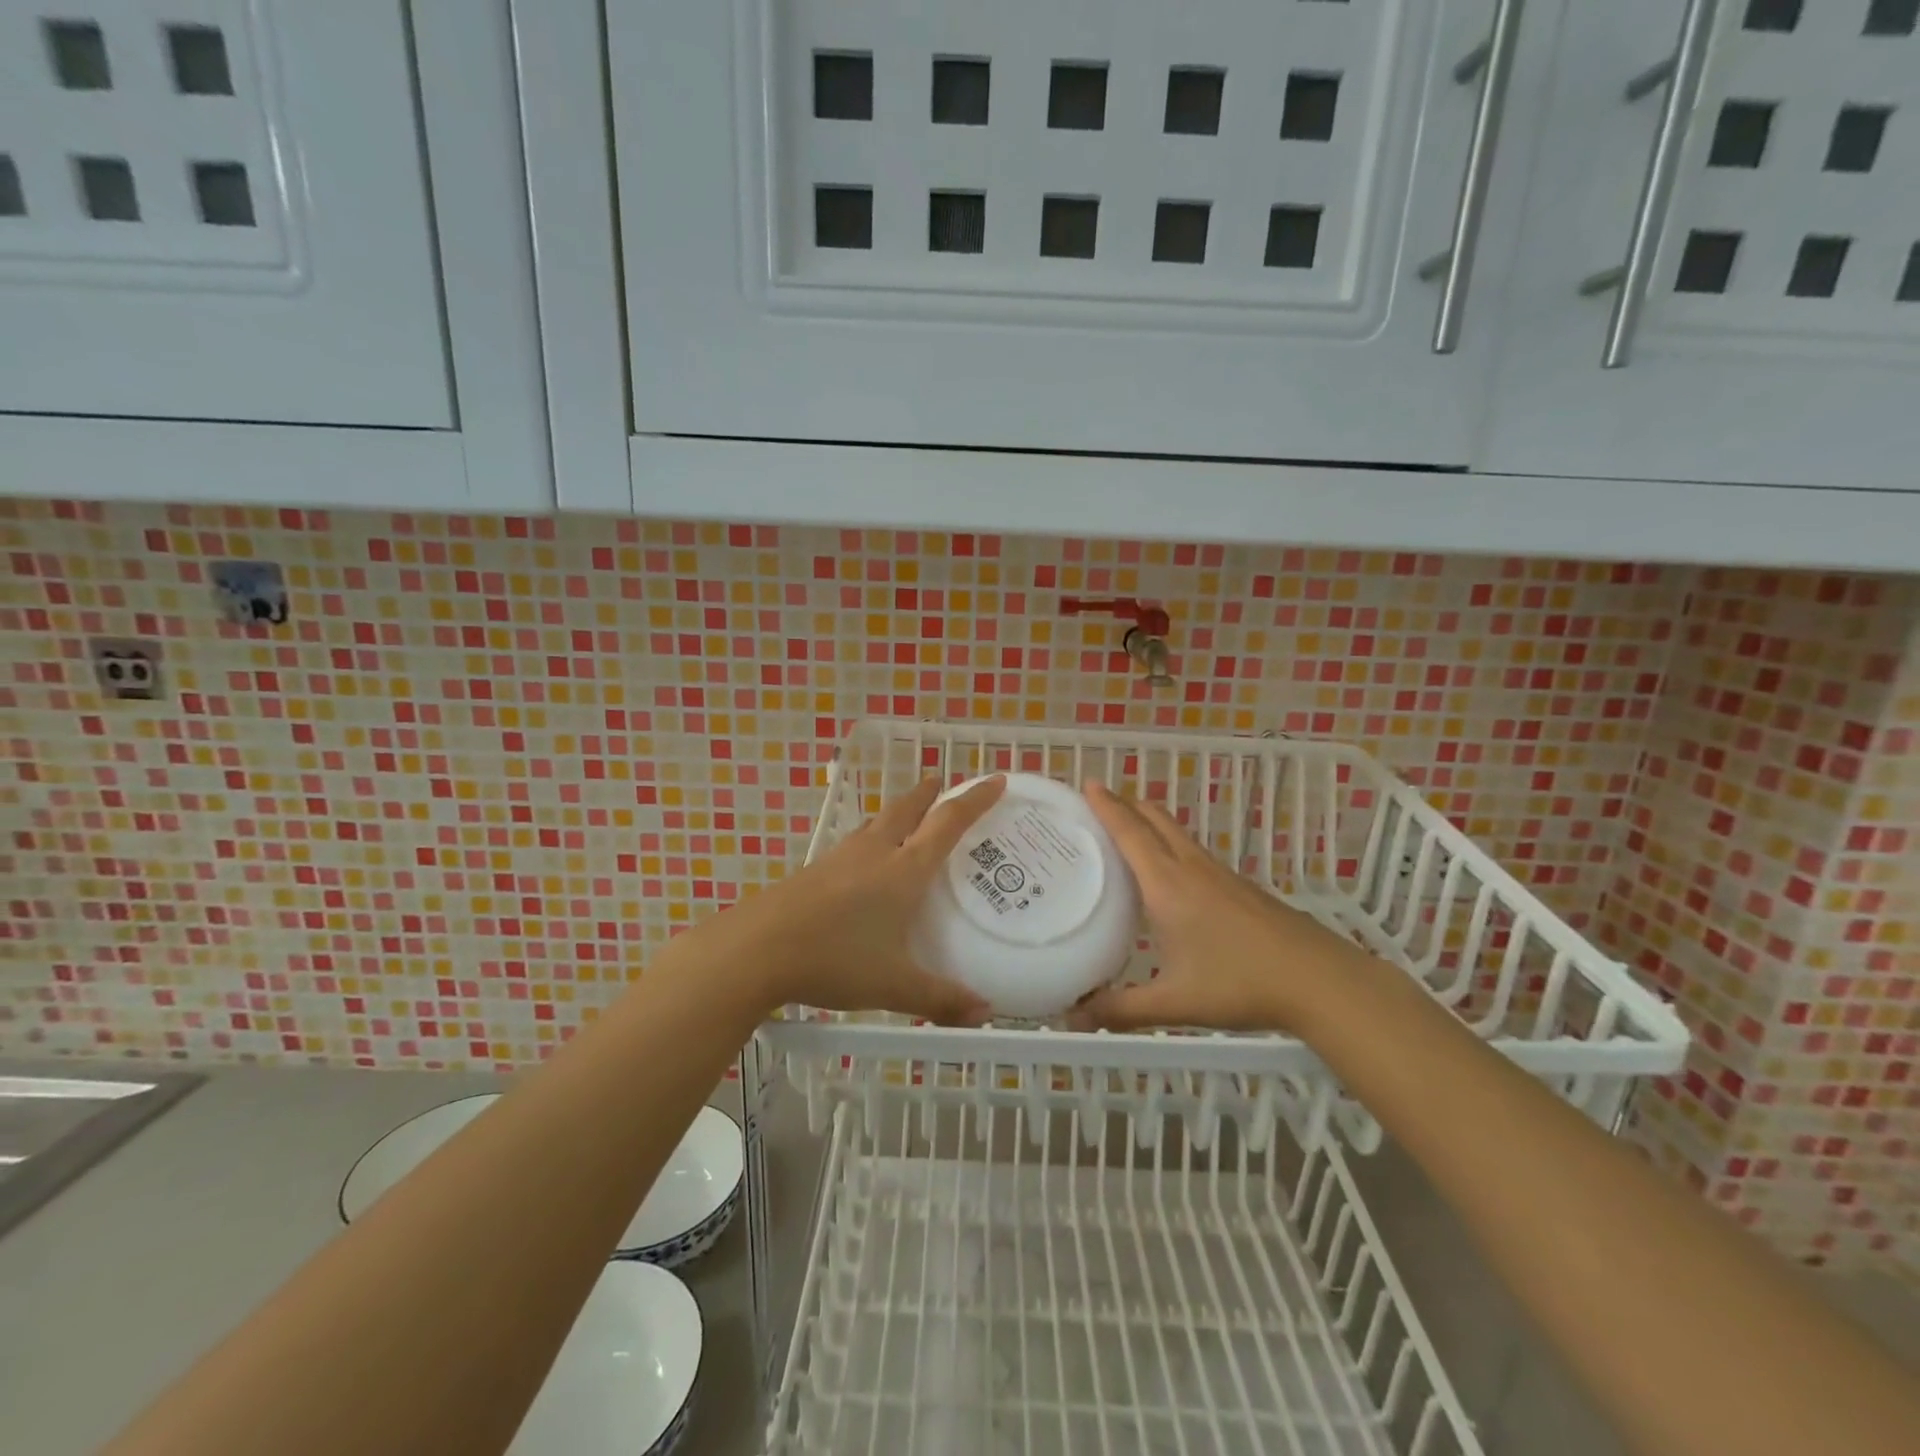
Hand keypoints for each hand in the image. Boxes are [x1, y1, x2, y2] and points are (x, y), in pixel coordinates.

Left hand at [704, 775, 1007, 1024]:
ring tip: (908, 816)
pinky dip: (871, 838)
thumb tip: (985, 1014)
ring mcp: (840, 859)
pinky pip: (854, 843)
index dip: (974, 800)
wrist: (756, 949)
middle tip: (942, 781)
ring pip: (876, 823)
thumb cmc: (835, 959)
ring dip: (898, 812)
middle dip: (929, 794)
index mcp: (903, 870)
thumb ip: (941, 998)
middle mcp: (874, 854)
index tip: (995, 780)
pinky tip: (864, 861)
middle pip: (907, 810)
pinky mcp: (814, 871)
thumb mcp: (894, 985)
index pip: (948, 824)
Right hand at [1067, 781, 1360, 1032]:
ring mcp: (1219, 874)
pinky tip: (1171, 875)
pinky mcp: (1239, 887)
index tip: (1088, 782)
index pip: (1130, 832)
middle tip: (1099, 801)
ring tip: (1128, 830)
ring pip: (1177, 833)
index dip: (1107, 806)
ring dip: (1150, 822)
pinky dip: (1170, 845)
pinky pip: (1193, 852)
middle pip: (1155, 820)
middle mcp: (1190, 868)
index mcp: (1166, 884)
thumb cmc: (1239, 983)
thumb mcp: (1174, 1002)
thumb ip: (1121, 1010)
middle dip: (1126, 804)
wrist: (1317, 979)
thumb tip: (1074, 1019)